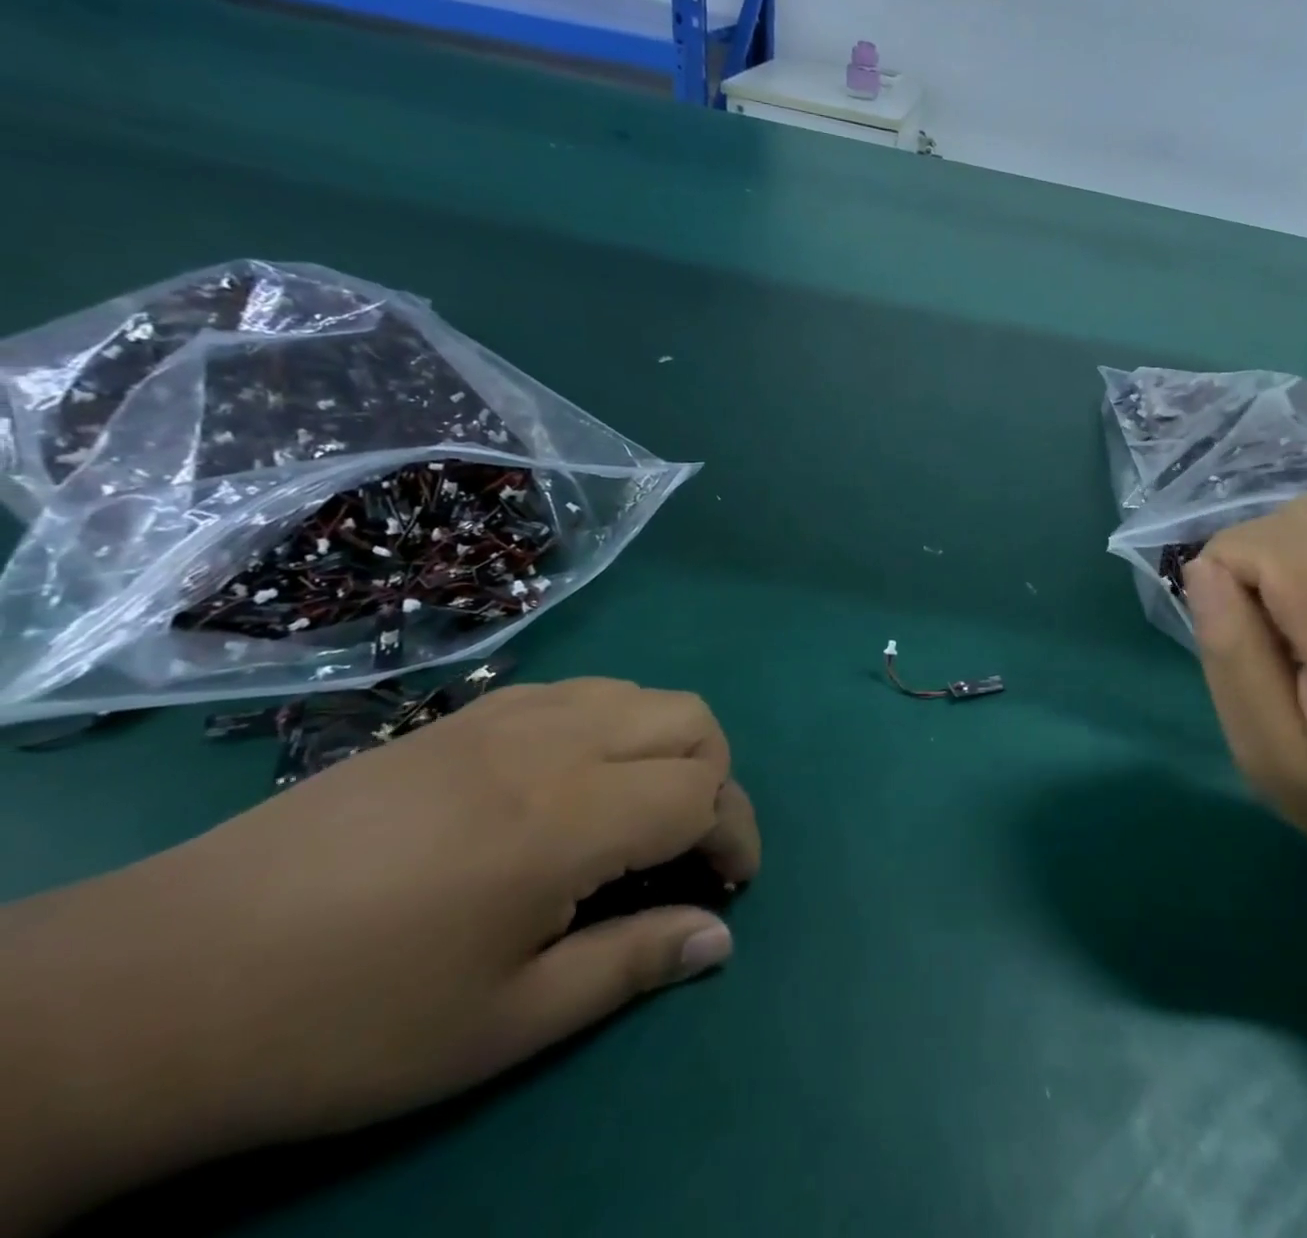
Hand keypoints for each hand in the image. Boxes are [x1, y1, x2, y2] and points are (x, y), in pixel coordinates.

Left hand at [0, 679, 757, 1227]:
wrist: (163, 979)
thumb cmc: (348, 1020)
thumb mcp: (504, 1023)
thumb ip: (630, 965)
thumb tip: (720, 939)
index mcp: (570, 817)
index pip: (704, 792)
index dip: (735, 836)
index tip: (729, 888)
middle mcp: (555, 742)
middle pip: (690, 720)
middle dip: (716, 777)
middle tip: (688, 848)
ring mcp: (507, 715)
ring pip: (640, 693)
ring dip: (668, 745)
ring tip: (638, 813)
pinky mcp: (468, 714)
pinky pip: (582, 691)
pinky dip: (615, 724)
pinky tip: (574, 784)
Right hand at [1182, 498, 1306, 899]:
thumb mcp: (1264, 751)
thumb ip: (1229, 653)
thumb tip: (1204, 568)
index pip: (1278, 548)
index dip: (1226, 565)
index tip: (1224, 621)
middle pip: (1303, 519)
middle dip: (1254, 554)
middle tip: (1256, 623)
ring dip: (1291, 553)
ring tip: (1297, 618)